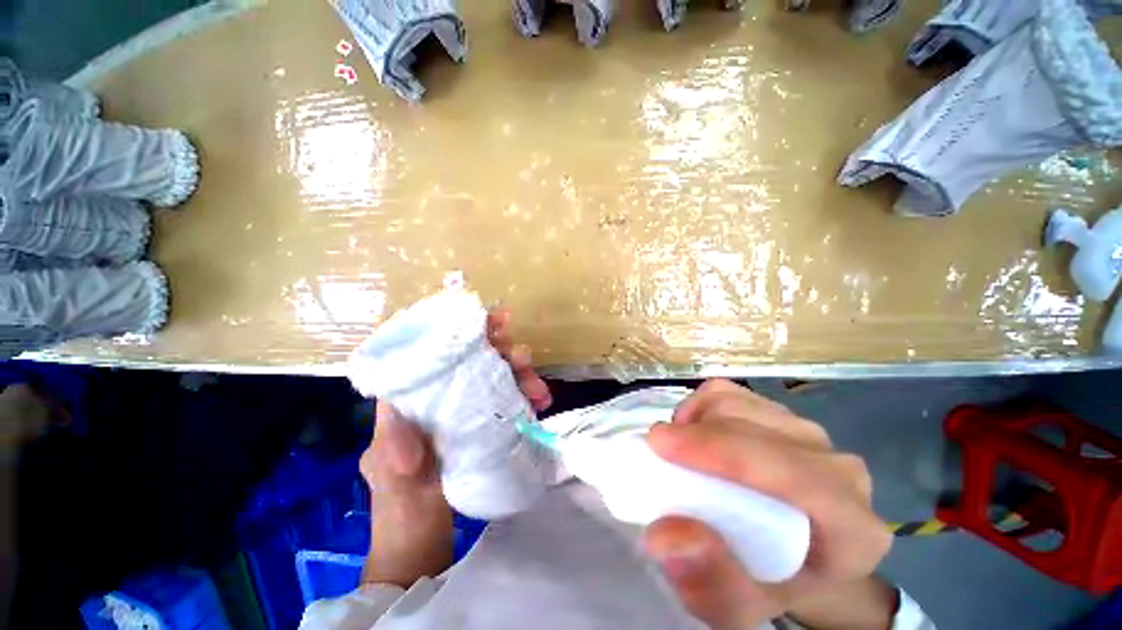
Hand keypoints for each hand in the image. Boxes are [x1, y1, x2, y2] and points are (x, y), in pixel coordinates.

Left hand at [359, 307, 551, 586]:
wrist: (422, 540)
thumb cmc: (399, 504)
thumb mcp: (390, 474)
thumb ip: (393, 449)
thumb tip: (404, 425)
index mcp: (414, 397)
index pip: (436, 351)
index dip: (462, 331)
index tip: (492, 321)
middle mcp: (442, 394)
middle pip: (475, 358)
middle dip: (502, 351)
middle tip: (523, 357)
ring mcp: (467, 407)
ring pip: (497, 375)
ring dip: (522, 374)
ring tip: (538, 389)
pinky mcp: (487, 422)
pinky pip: (510, 398)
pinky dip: (527, 394)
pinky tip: (541, 402)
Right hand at [642, 379, 894, 629]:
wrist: (792, 559)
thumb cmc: (767, 581)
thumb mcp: (738, 606)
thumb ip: (709, 582)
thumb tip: (664, 535)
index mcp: (851, 528)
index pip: (793, 473)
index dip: (721, 450)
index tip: (660, 445)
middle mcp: (838, 469)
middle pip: (756, 428)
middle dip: (695, 434)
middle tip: (655, 455)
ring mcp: (809, 434)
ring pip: (739, 404)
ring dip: (695, 420)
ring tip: (678, 452)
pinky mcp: (781, 413)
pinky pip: (730, 393)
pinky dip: (699, 405)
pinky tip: (692, 432)